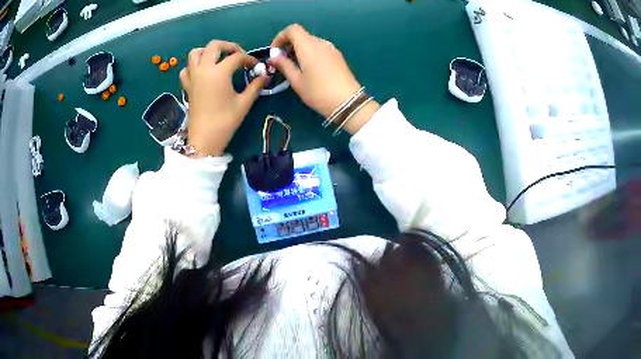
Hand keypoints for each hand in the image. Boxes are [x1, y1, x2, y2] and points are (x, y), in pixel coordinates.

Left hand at [180, 41, 268, 156]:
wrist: (204, 139)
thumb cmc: (225, 121)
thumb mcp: (244, 103)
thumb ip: (255, 86)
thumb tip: (265, 76)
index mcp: (219, 72)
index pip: (237, 57)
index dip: (249, 59)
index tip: (256, 66)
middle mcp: (204, 69)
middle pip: (214, 46)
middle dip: (228, 46)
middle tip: (237, 55)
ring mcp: (193, 77)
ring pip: (195, 53)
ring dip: (207, 51)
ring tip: (218, 59)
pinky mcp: (187, 86)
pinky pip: (186, 69)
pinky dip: (193, 66)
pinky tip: (202, 72)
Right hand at [270, 24, 378, 133]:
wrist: (348, 102)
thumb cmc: (318, 92)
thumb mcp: (297, 81)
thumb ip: (284, 65)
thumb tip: (274, 57)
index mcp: (308, 45)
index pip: (292, 29)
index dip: (280, 37)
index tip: (275, 51)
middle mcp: (321, 42)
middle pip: (302, 35)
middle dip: (289, 45)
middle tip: (282, 61)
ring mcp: (331, 48)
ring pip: (311, 42)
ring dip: (300, 50)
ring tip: (295, 67)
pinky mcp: (338, 56)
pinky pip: (320, 49)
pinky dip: (310, 53)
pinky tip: (309, 69)